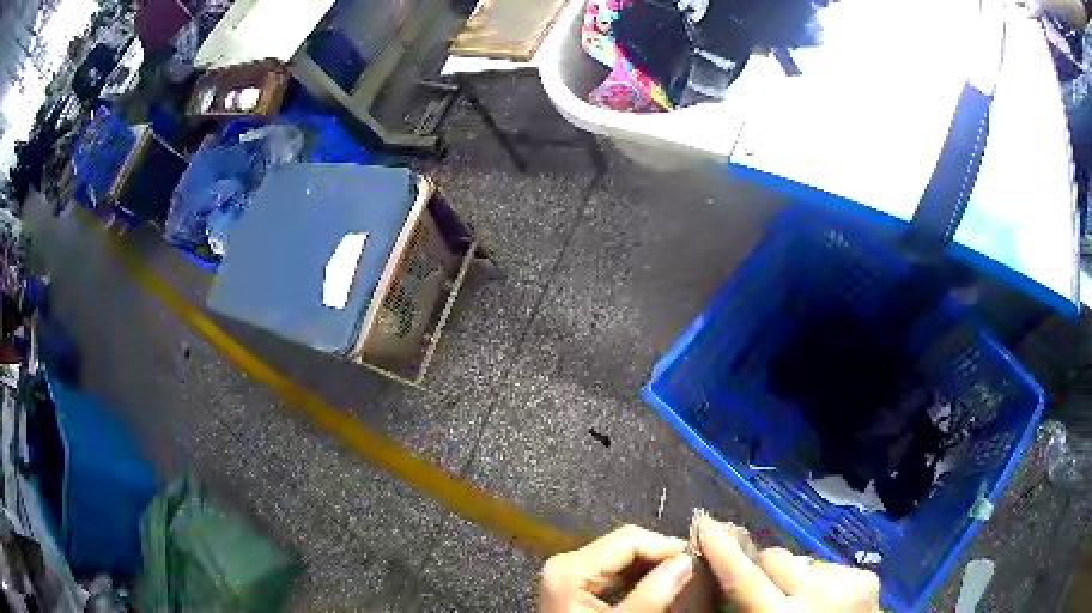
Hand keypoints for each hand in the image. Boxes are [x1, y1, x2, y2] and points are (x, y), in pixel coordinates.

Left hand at [540, 525, 693, 611]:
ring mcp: (570, 574)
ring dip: (654, 567)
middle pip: (625, 546)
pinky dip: (640, 578)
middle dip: (662, 556)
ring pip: (622, 559)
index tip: (699, 560)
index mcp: (571, 567)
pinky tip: (661, 588)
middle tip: (696, 569)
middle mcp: (567, 563)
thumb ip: (652, 594)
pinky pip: (614, 574)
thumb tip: (687, 561)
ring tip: (685, 577)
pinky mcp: (576, 587)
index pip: (629, 540)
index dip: (667, 547)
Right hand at [697, 516, 880, 612]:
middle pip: (775, 558)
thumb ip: (744, 611)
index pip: (745, 578)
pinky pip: (828, 567)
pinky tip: (823, 601)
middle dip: (761, 569)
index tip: (704, 525)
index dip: (723, 552)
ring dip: (793, 576)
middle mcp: (820, 593)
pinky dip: (819, 581)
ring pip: (802, 560)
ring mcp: (849, 581)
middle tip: (758, 588)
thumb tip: (727, 582)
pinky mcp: (867, 576)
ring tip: (797, 600)